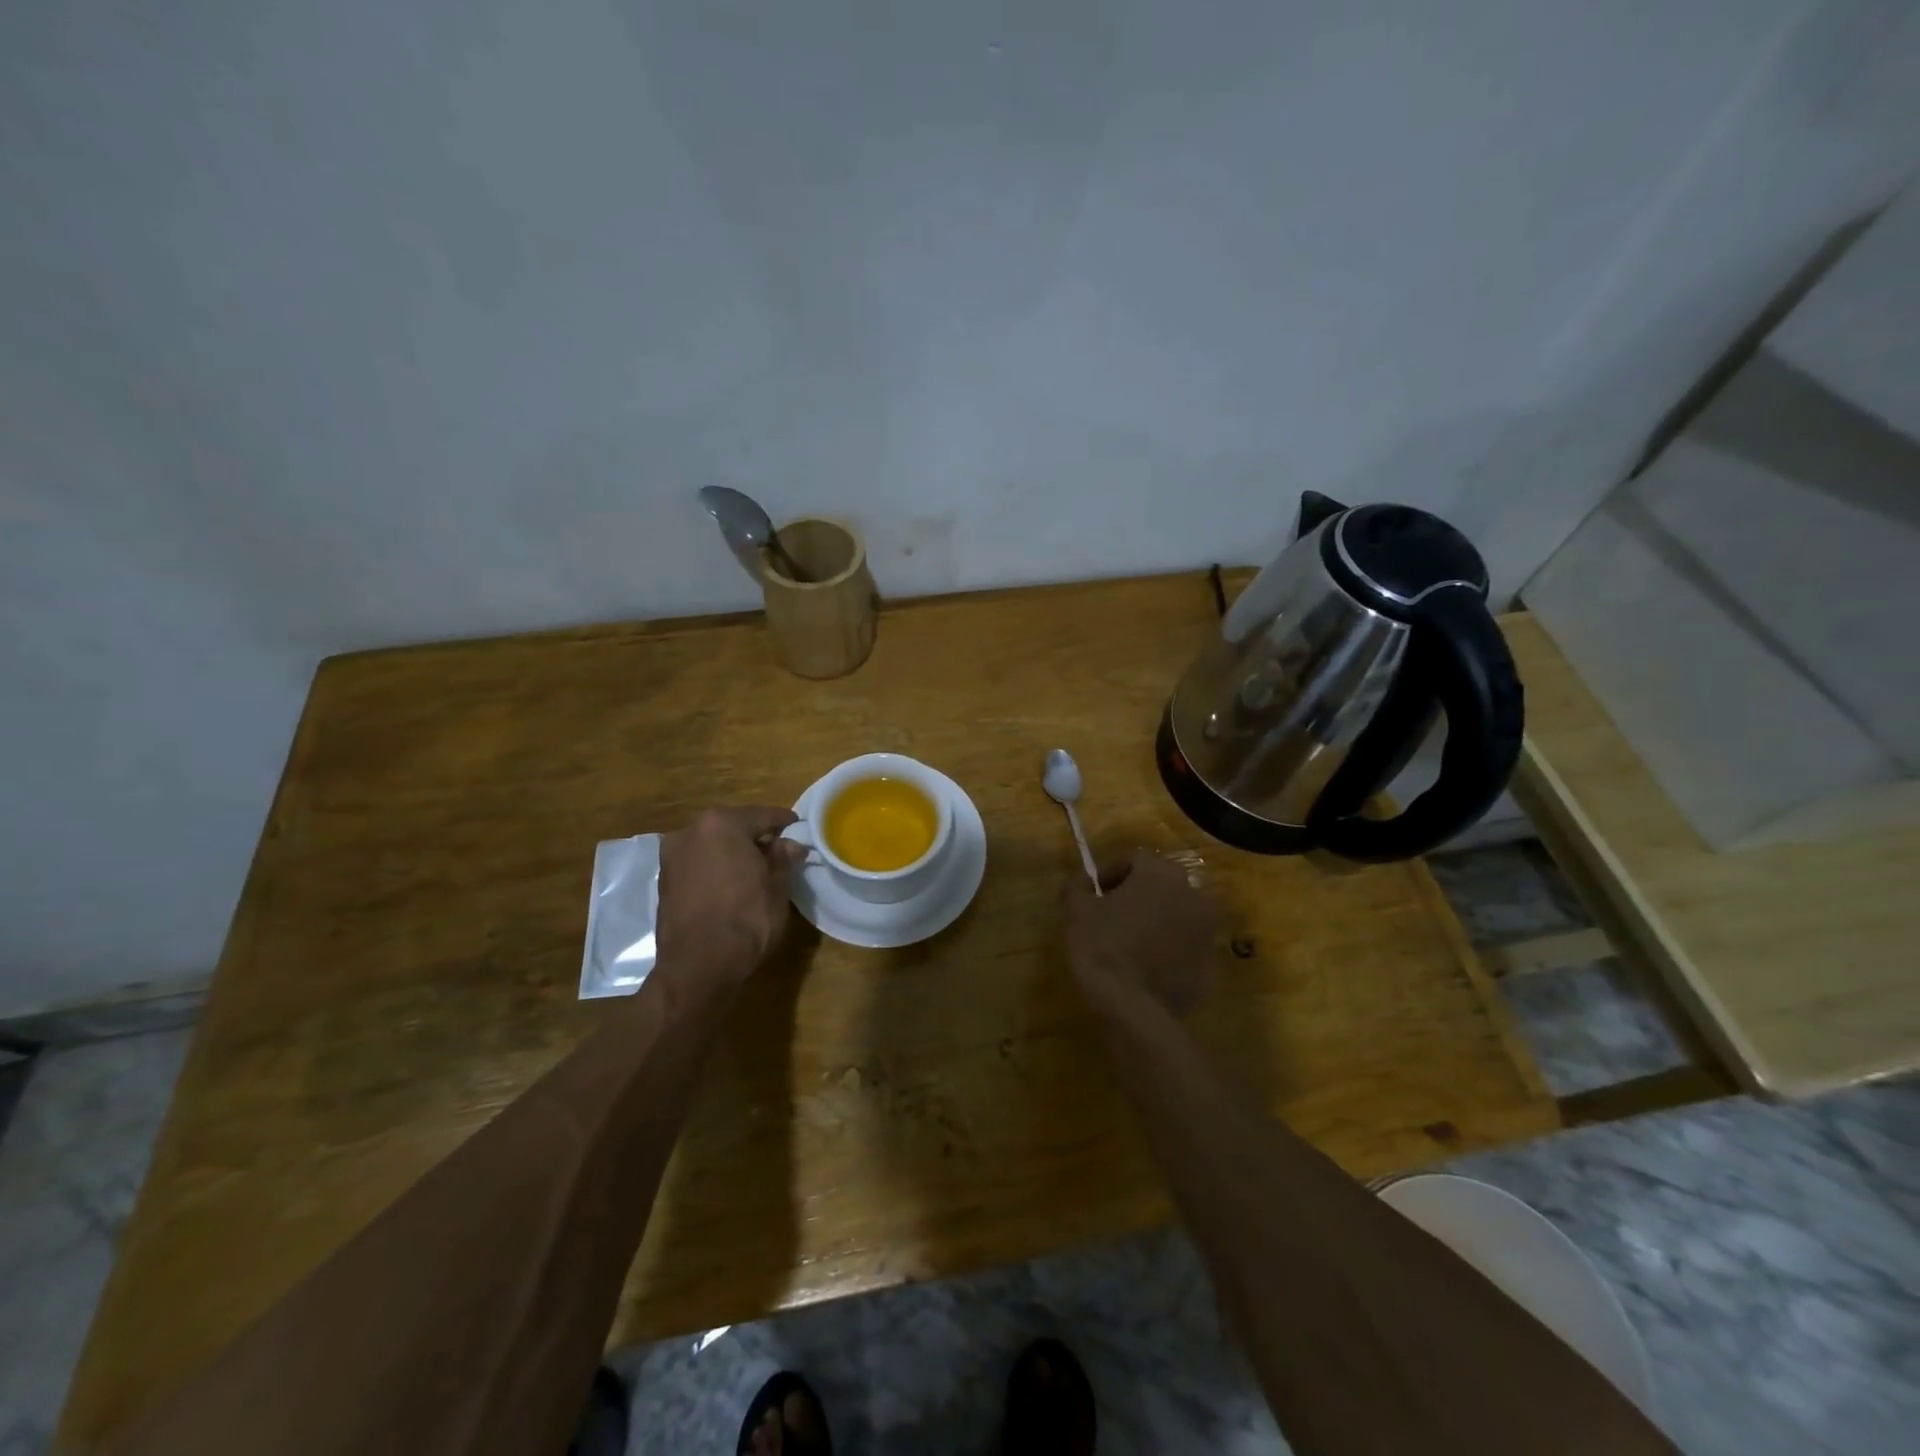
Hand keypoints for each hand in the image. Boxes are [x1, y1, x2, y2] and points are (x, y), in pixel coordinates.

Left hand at [656, 806, 807, 987]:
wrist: (698, 967)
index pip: (761, 815)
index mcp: (722, 824)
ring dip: (732, 851)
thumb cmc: (745, 920)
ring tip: (756, 866)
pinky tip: (732, 881)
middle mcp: (691, 831)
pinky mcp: (664, 879)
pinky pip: (698, 862)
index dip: (783, 822)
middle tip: (779, 848)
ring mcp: (673, 855)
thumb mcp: (776, 888)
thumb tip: (790, 845)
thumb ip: (782, 859)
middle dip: (755, 835)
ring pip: (712, 843)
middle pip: (732, 826)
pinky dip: (715, 866)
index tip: (798, 826)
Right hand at [1064, 849, 1221, 1015]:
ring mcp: (1206, 931)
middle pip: (1161, 884)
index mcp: (1161, 874)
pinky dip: (1168, 947)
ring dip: (1155, 919)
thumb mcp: (1076, 910)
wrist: (1133, 1007)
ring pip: (1176, 914)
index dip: (1110, 872)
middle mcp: (1193, 895)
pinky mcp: (1210, 963)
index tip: (1093, 892)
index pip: (1135, 859)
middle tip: (1111, 913)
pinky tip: (1145, 964)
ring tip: (1129, 940)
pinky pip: (1185, 945)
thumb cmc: (1102, 946)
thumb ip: (1078, 886)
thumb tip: (1083, 882)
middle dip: (1137, 894)